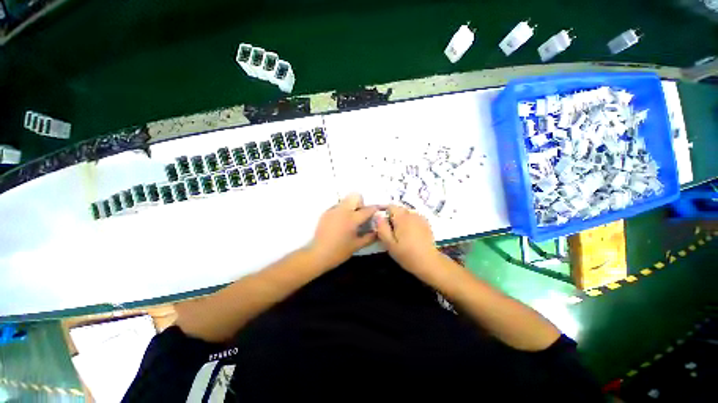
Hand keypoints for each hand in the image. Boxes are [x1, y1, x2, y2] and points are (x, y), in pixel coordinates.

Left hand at [308, 193, 378, 269]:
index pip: (367, 209)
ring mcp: (333, 210)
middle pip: (355, 196)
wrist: (317, 254)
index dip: (375, 209)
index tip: (379, 210)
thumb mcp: (357, 245)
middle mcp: (343, 210)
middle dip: (361, 203)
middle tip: (361, 215)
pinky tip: (340, 222)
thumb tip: (378, 232)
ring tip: (350, 219)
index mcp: (352, 219)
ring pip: (346, 200)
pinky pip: (337, 206)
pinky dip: (342, 210)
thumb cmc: (339, 252)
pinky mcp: (326, 213)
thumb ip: (370, 237)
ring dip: (351, 206)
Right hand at [376, 205, 440, 273]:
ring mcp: (420, 218)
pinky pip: (414, 218)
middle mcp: (411, 214)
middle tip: (391, 231)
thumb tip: (377, 215)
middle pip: (399, 209)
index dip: (384, 213)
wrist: (429, 262)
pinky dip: (410, 222)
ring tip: (401, 233)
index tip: (382, 224)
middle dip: (393, 217)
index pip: (390, 206)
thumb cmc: (406, 254)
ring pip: (406, 213)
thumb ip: (382, 228)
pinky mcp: (426, 223)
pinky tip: (410, 234)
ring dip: (401, 219)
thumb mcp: (389, 243)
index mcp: (401, 217)